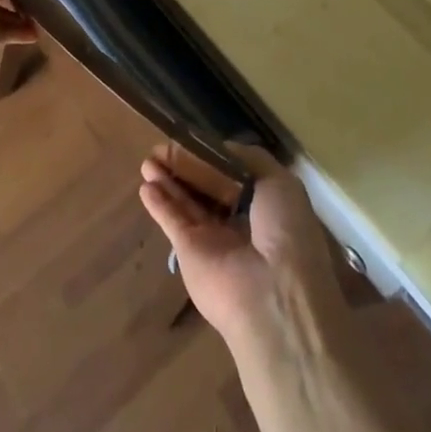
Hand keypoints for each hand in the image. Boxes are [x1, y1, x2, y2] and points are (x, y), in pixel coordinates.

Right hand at [138, 148, 347, 356]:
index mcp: (264, 203)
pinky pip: (172, 221)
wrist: (271, 293)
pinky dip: (158, 204)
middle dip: (186, 165)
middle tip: (162, 147)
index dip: (213, 156)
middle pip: (206, 186)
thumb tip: (220, 150)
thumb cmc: (284, 230)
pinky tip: (145, 186)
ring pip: (186, 201)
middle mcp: (237, 220)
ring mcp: (212, 238)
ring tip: (148, 160)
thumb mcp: (279, 182)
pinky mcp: (189, 253)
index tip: (194, 138)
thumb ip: (248, 160)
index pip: (232, 173)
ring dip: (168, 179)